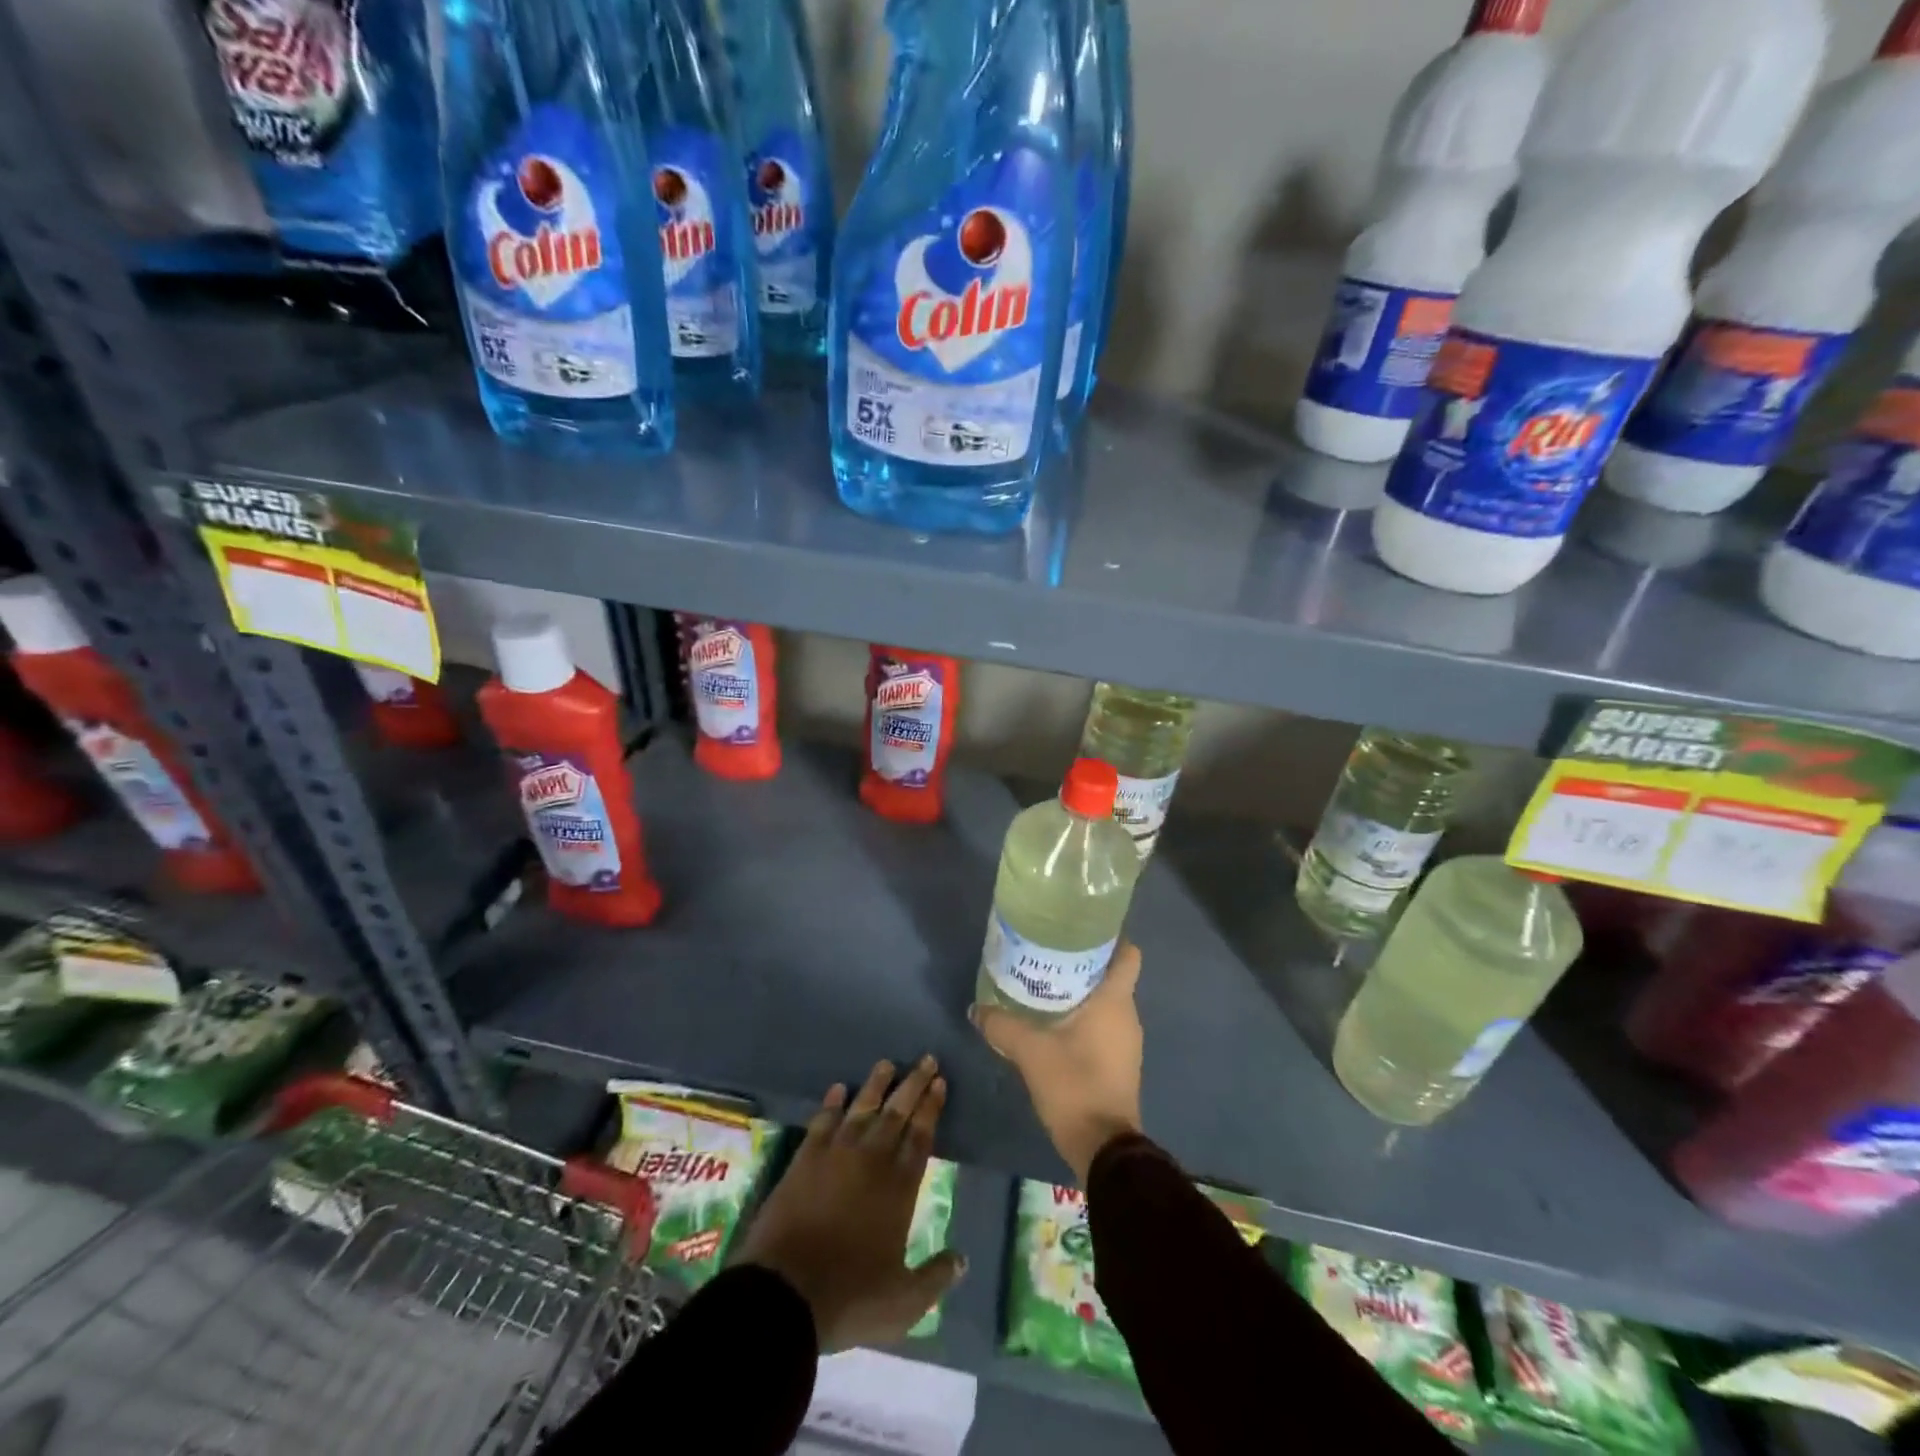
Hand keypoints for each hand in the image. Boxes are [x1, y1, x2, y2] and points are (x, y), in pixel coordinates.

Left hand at [732, 1057, 965, 1350]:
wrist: (784, 1293)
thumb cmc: (849, 1297)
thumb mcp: (904, 1302)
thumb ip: (935, 1278)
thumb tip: (963, 1261)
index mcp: (899, 1188)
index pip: (921, 1137)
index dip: (932, 1108)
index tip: (940, 1082)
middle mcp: (871, 1160)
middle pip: (897, 1113)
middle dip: (914, 1084)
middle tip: (926, 1059)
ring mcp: (835, 1155)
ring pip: (861, 1108)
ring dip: (876, 1085)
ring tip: (887, 1063)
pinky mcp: (804, 1160)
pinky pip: (822, 1122)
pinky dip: (831, 1104)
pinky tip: (838, 1089)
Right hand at [973, 942, 1143, 1183]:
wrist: (1104, 1149)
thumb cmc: (1074, 1086)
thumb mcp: (1030, 1052)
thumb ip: (1002, 1025)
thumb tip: (976, 1009)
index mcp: (1115, 1000)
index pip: (1128, 954)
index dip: (1111, 937)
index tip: (1081, 927)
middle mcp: (1127, 1014)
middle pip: (1111, 974)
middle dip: (1084, 961)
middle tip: (1048, 952)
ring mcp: (1126, 1041)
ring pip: (1106, 1000)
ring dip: (1081, 990)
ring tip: (1045, 982)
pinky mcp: (1119, 1062)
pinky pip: (1103, 1025)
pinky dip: (1083, 1016)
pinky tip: (1052, 1021)